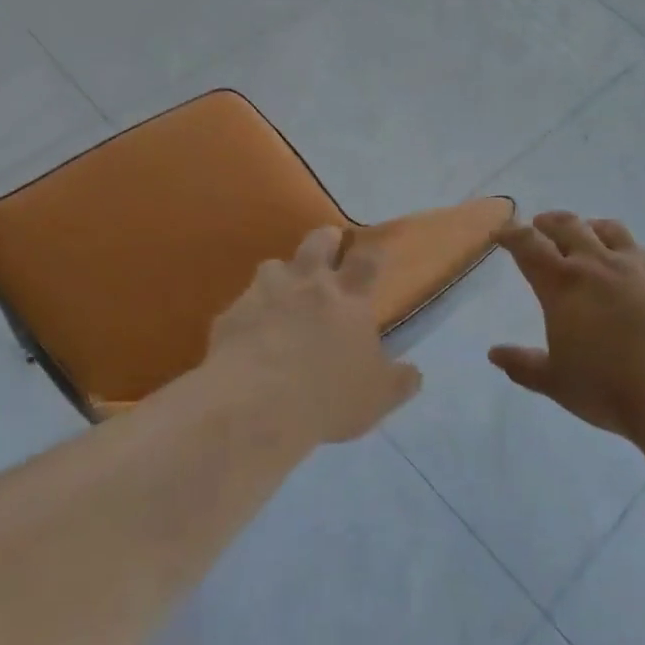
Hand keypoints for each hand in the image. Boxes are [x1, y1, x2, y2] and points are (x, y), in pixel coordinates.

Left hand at [207, 227, 422, 444]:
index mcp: (349, 299)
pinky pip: (241, 304)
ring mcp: (265, 293)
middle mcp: (308, 285)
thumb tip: (412, 373)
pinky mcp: (231, 313)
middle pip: (318, 242)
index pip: (367, 262)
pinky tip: (248, 333)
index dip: (372, 252)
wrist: (256, 405)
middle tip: (328, 244)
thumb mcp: (378, 398)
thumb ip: (398, 381)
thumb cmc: (328, 397)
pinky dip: (248, 313)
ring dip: (281, 274)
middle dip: (325, 239)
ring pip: (273, 265)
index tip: (373, 249)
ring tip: (282, 290)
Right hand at [489, 212, 644, 440]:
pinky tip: (628, 262)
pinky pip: (642, 250)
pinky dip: (625, 248)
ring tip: (584, 232)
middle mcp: (597, 265)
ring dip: (588, 226)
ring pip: (608, 229)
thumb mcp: (556, 382)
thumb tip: (495, 354)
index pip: (528, 246)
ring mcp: (637, 267)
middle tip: (538, 226)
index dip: (511, 235)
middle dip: (547, 223)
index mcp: (563, 285)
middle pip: (568, 226)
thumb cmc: (609, 388)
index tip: (500, 233)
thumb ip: (523, 365)